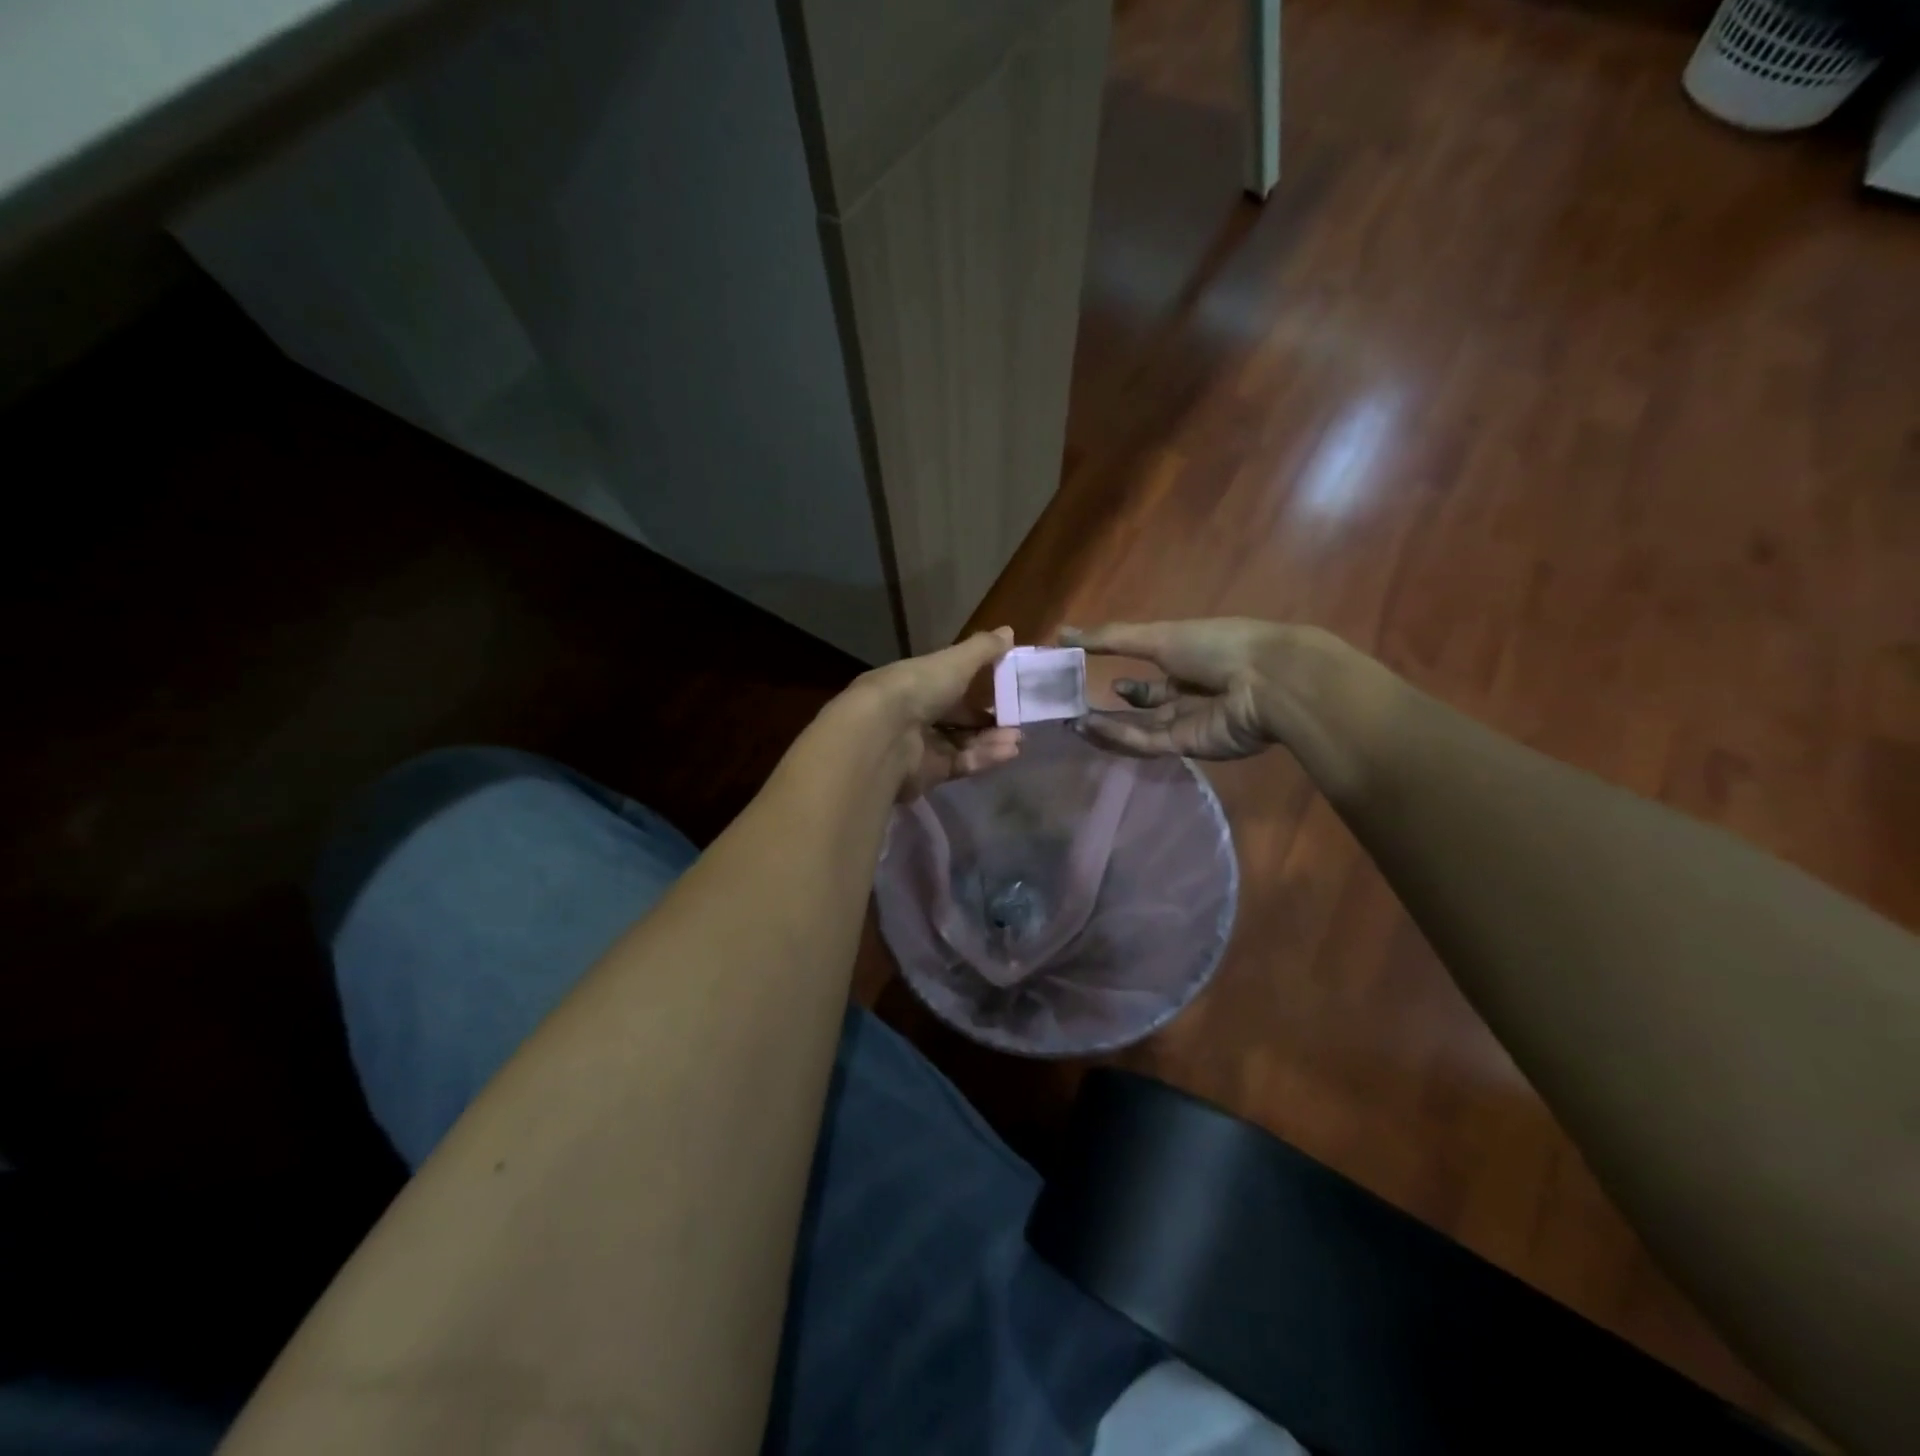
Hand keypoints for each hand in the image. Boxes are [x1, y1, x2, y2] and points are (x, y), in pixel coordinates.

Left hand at [847, 627, 1022, 799]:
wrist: (883, 734)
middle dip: (987, 721)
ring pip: (961, 743)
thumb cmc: (918, 688)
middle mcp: (914, 714)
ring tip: (1018, 739)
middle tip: (1017, 722)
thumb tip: (1009, 631)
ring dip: (991, 740)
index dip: (975, 688)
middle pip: (956, 719)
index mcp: (915, 683)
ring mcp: (919, 746)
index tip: (1005, 690)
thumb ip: (983, 649)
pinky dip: (984, 757)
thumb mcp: (955, 662)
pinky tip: (1008, 752)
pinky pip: (960, 764)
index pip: (948, 685)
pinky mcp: (926, 774)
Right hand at [1061, 619, 1288, 758]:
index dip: (1118, 676)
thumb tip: (1060, 633)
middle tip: (1069, 707)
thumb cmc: (1215, 646)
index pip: (1148, 677)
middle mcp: (1187, 694)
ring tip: (1071, 721)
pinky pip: (1147, 741)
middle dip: (1108, 706)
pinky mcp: (1188, 746)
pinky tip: (1090, 726)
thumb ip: (1109, 638)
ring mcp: (1188, 722)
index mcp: (1187, 662)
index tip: (1082, 676)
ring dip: (1106, 725)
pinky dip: (1119, 735)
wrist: (1267, 681)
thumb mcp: (1157, 636)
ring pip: (1139, 727)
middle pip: (1141, 706)